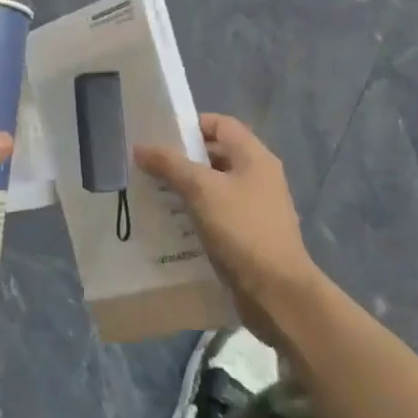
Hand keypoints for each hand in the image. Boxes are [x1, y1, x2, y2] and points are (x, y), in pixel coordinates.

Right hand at [134, 113, 318, 341]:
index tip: (160, 136)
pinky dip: (197, 213)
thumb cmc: (241, 230)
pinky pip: (219, 213)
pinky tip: (174, 223)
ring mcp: (257, 207)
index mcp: (254, 157)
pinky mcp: (251, 234)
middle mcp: (259, 176)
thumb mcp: (201, 190)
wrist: (277, 293)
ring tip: (155, 194)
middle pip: (217, 154)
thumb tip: (140, 147)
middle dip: (183, 158)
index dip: (191, 125)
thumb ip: (170, 164)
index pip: (221, 124)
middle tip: (151, 166)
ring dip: (187, 188)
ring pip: (216, 186)